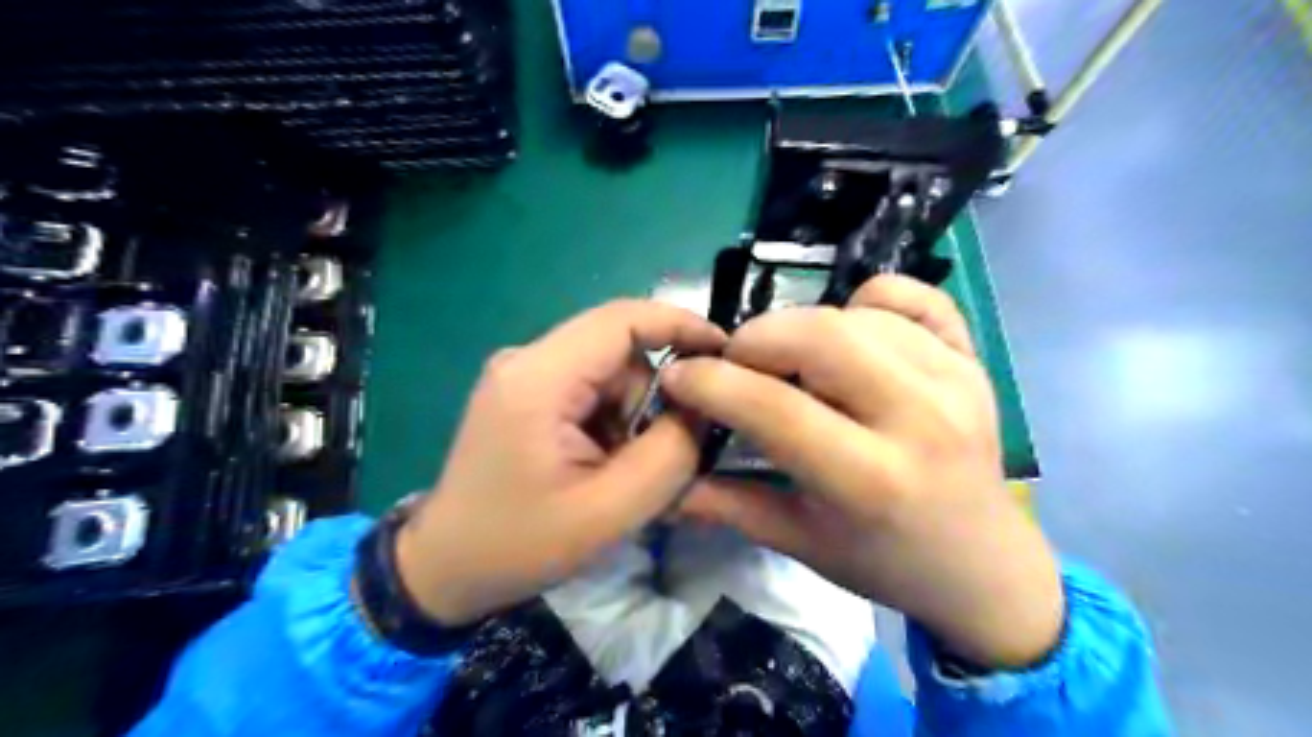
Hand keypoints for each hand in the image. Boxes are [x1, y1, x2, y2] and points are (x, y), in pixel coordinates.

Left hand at [400, 300, 727, 626]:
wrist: (444, 568)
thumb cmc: (519, 545)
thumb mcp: (610, 511)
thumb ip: (670, 453)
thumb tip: (702, 406)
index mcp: (539, 377)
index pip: (622, 319)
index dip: (680, 324)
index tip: (725, 351)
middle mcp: (528, 360)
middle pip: (619, 352)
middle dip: (651, 400)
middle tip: (654, 460)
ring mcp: (524, 375)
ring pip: (610, 374)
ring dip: (630, 417)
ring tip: (617, 473)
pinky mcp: (526, 394)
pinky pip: (590, 390)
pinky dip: (610, 423)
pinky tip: (598, 465)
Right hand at [662, 277, 1057, 666]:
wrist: (983, 565)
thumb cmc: (884, 562)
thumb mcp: (799, 542)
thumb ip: (726, 505)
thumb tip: (662, 479)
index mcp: (871, 481)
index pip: (774, 407)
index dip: (712, 383)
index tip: (678, 376)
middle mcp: (920, 419)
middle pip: (820, 337)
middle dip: (756, 339)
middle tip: (736, 363)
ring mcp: (956, 380)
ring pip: (858, 312)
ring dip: (804, 326)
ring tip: (792, 363)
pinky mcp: (973, 358)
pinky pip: (911, 296)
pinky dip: (868, 300)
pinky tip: (852, 334)